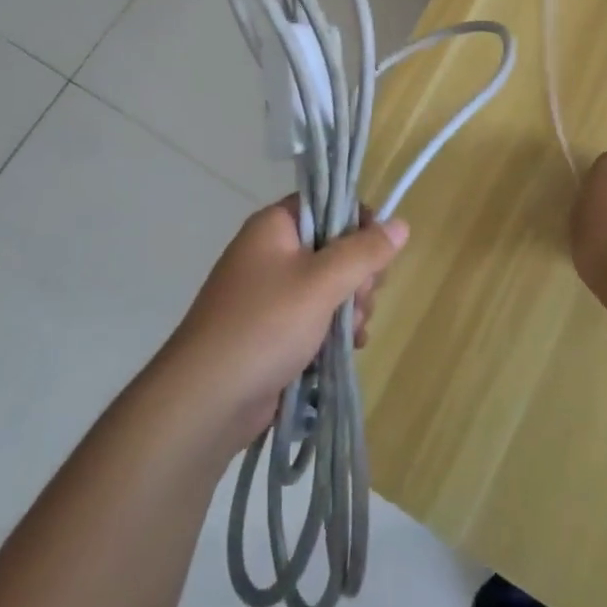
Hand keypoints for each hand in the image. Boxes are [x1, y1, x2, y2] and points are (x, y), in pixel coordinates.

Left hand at [166, 199, 406, 453]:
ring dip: (351, 306)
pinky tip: (350, 347)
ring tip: (353, 332)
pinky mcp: (275, 330)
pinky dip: (336, 329)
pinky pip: (318, 316)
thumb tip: (401, 224)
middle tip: (361, 299)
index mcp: (275, 227)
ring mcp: (272, 294)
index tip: (376, 253)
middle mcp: (272, 253)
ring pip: (331, 285)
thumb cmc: (265, 326)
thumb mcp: (322, 282)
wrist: (206, 401)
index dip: (358, 224)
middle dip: (359, 275)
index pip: (327, 204)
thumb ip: (364, 251)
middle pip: (335, 246)